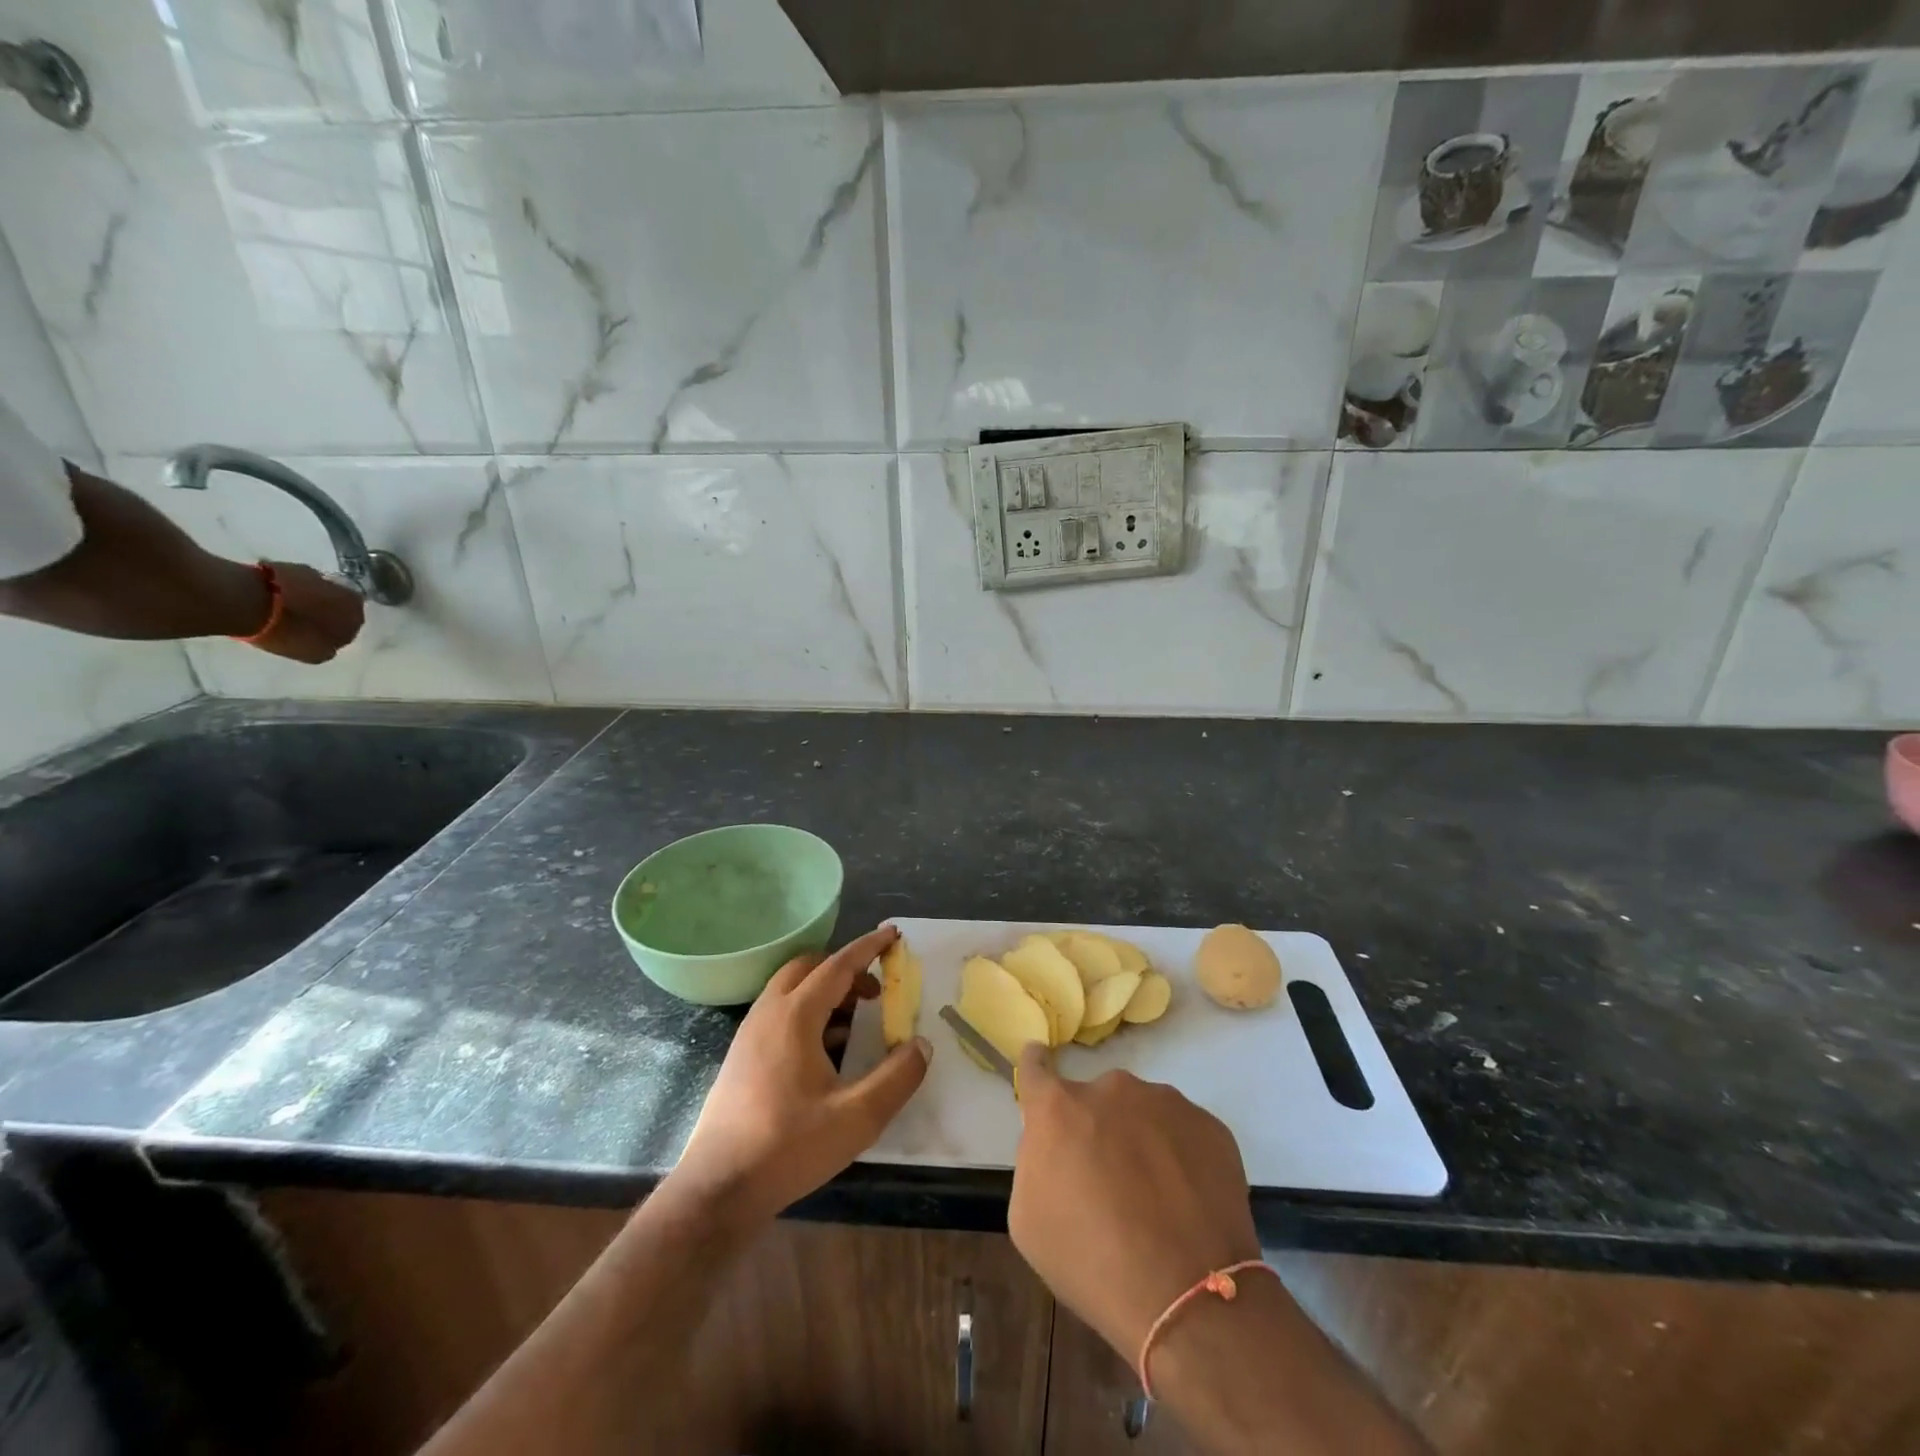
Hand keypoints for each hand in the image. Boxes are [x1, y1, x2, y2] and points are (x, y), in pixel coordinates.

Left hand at [250, 561, 364, 663]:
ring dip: (305, 598)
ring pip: (316, 589)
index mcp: (356, 614)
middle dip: (324, 610)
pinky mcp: (287, 565)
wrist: (251, 601)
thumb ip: (329, 646)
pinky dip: (286, 588)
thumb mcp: (316, 653)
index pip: (353, 623)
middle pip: (337, 602)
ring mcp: (314, 575)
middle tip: (305, 621)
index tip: (321, 635)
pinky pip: (293, 580)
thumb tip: (329, 642)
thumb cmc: (291, 633)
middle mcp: (344, 591)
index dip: (337, 629)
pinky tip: (270, 599)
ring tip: (285, 609)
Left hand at [673, 924, 930, 1224]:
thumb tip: (921, 1045)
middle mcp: (769, 1014)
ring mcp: (749, 1034)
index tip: (893, 934)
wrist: (718, 1190)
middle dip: (845, 968)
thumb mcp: (857, 1118)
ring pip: (792, 990)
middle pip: (809, 968)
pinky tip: (827, 1051)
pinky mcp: (742, 1056)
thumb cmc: (788, 1148)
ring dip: (826, 991)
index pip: (837, 966)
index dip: (868, 947)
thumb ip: (896, 1078)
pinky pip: (780, 1013)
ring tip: (857, 1020)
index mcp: (795, 1016)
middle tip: (876, 989)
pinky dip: (809, 1012)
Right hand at [1009, 1045, 1260, 1360]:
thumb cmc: (1091, 1263)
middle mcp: (1111, 1089)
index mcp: (1059, 1108)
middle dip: (1096, 1127)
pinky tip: (1185, 1203)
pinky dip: (1179, 1156)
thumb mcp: (1028, 1219)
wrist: (1188, 1299)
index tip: (1039, 1067)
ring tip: (1155, 1198)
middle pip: (1096, 1099)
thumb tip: (1056, 1145)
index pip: (1036, 1067)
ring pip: (1142, 1112)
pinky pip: (1182, 1132)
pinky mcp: (1209, 1125)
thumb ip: (1035, 1161)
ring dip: (1140, 1139)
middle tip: (1108, 1179)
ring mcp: (1165, 1102)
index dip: (1035, 1067)